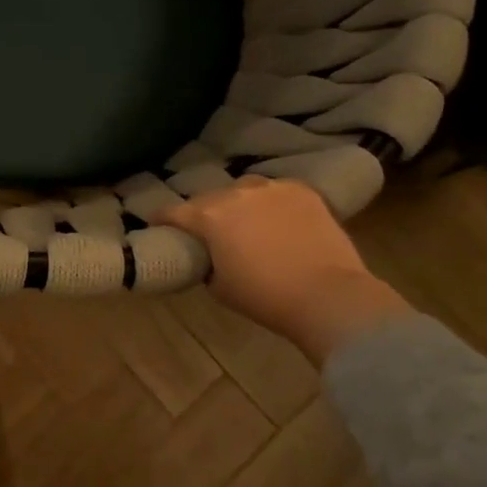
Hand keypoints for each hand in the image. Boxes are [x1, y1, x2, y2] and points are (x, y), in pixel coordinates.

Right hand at [154, 176, 412, 366]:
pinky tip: (279, 219)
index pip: (173, 212)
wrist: (329, 296)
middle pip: (209, 198)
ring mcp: (271, 189)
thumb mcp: (220, 287)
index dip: (161, 219)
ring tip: (247, 221)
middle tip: (209, 231)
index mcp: (208, 217)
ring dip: (239, 203)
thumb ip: (207, 263)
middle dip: (204, 212)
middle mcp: (235, 194)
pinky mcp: (303, 191)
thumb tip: (208, 257)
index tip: (157, 224)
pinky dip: (272, 203)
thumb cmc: (266, 298)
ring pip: (243, 190)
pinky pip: (277, 191)